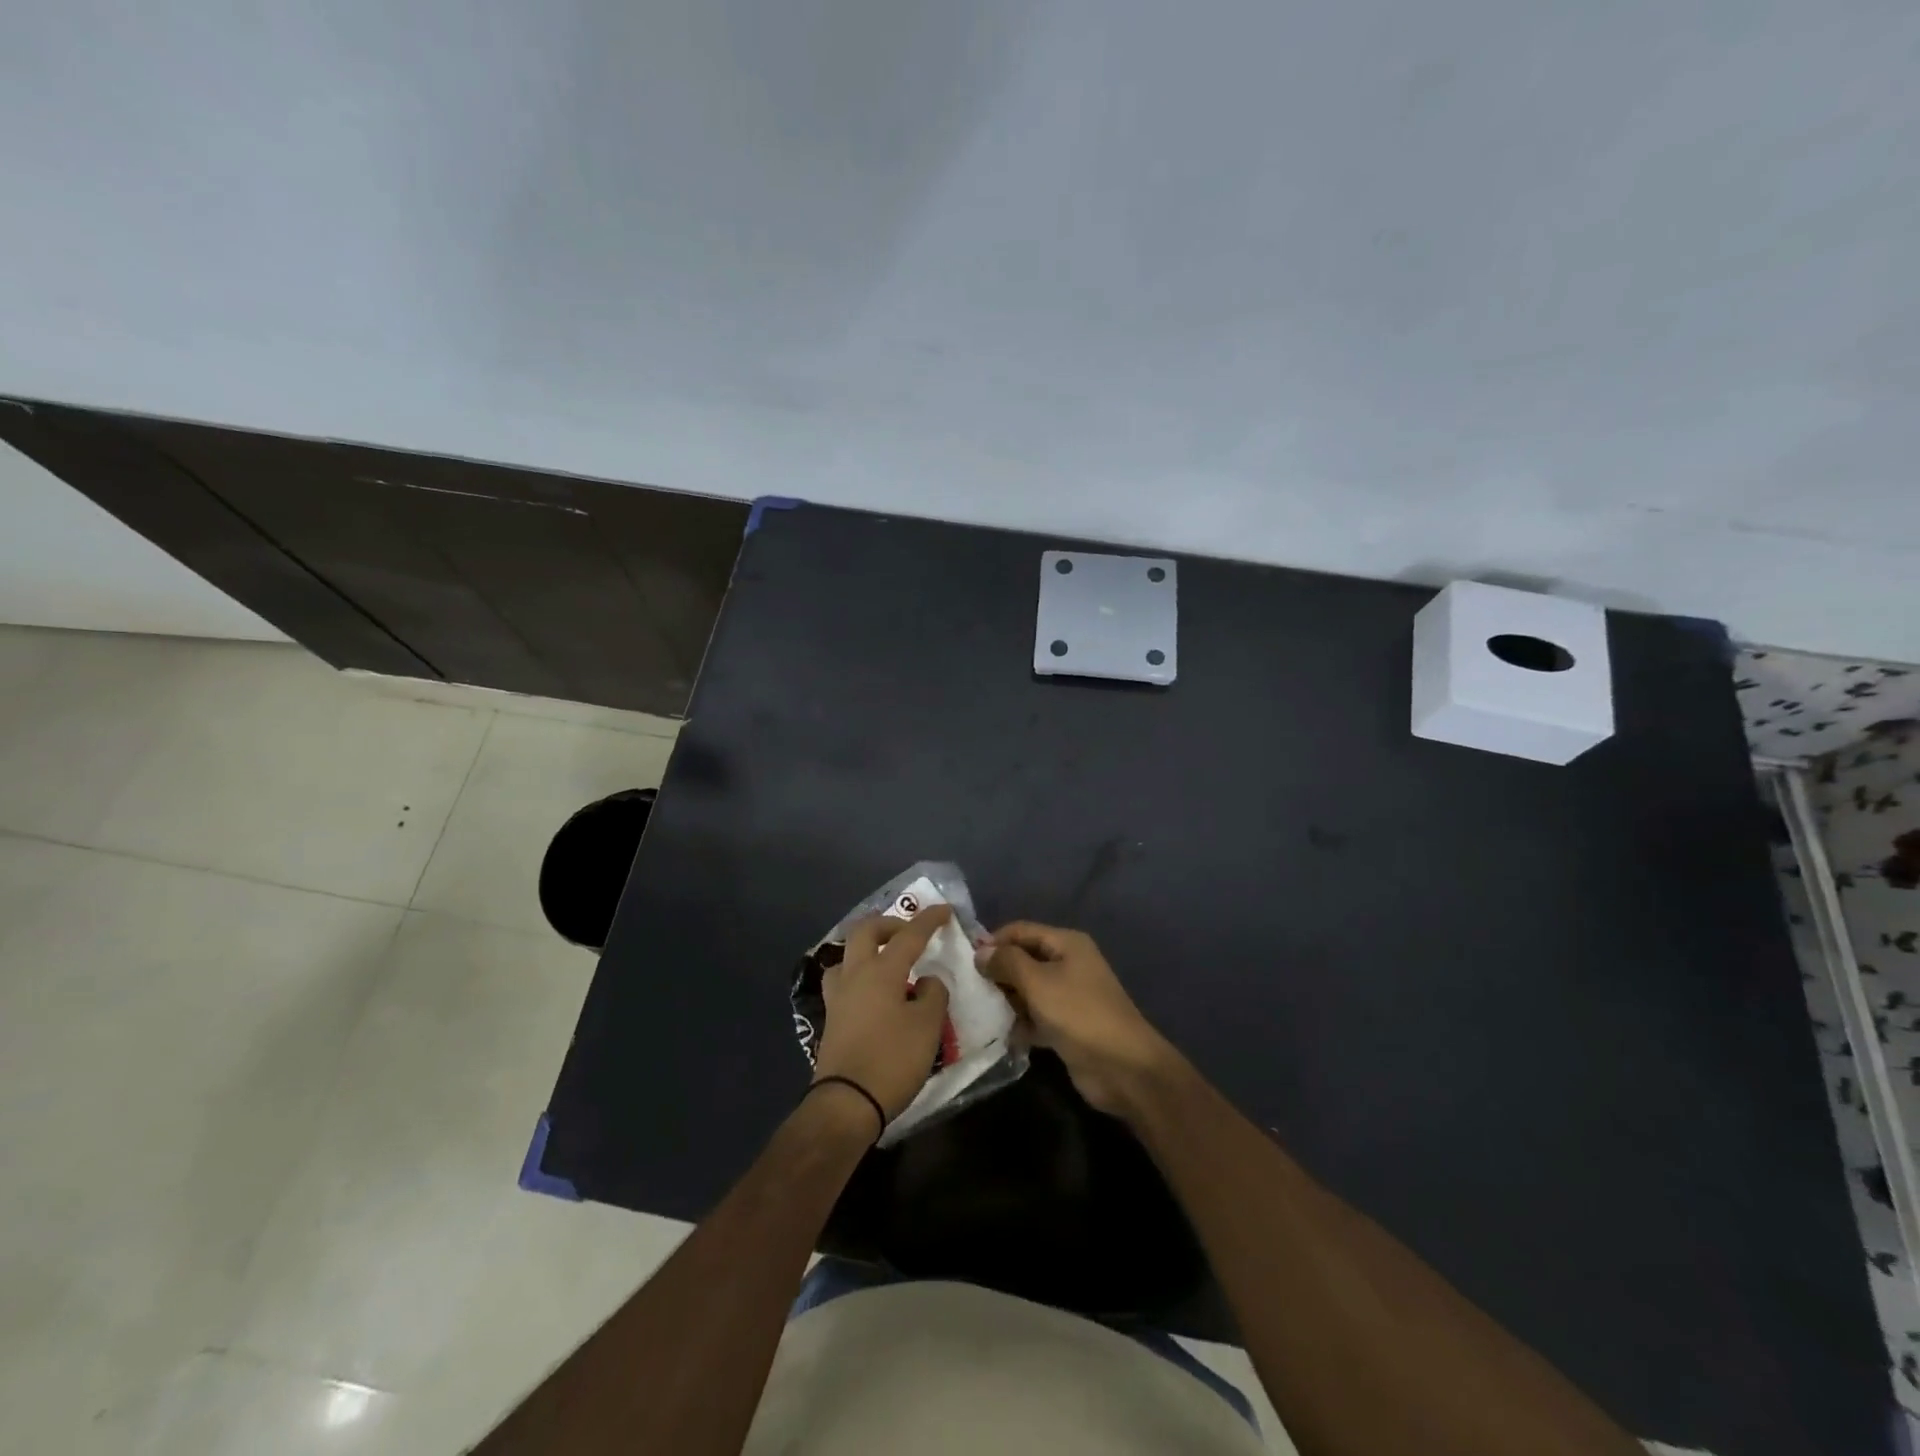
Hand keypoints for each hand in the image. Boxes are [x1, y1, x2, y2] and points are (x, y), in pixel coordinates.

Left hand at [812, 905, 953, 1129]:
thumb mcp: (928, 1027)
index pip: (908, 935)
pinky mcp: (832, 1018)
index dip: (929, 920)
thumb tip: (927, 981)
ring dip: (867, 949)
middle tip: (909, 932)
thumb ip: (933, 995)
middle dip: (889, 924)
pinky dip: (860, 974)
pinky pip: (844, 980)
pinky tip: (874, 992)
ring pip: (847, 955)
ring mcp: (838, 996)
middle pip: (865, 932)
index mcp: (881, 971)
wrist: (846, 1102)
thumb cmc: (892, 1060)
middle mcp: (855, 975)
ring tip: (887, 961)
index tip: (945, 910)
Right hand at [981, 921, 1178, 1118]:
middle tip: (968, 988)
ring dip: (1007, 999)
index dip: (994, 940)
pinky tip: (1000, 1034)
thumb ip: (1007, 962)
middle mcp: (1068, 964)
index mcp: (1067, 943)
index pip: (1021, 930)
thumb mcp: (1038, 982)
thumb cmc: (1079, 1014)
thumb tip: (981, 951)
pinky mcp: (1067, 1025)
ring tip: (978, 1010)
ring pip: (1028, 990)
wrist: (1122, 1067)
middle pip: (1024, 959)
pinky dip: (1020, 1023)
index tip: (965, 959)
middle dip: (998, 972)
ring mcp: (1069, 996)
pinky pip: (1036, 1016)